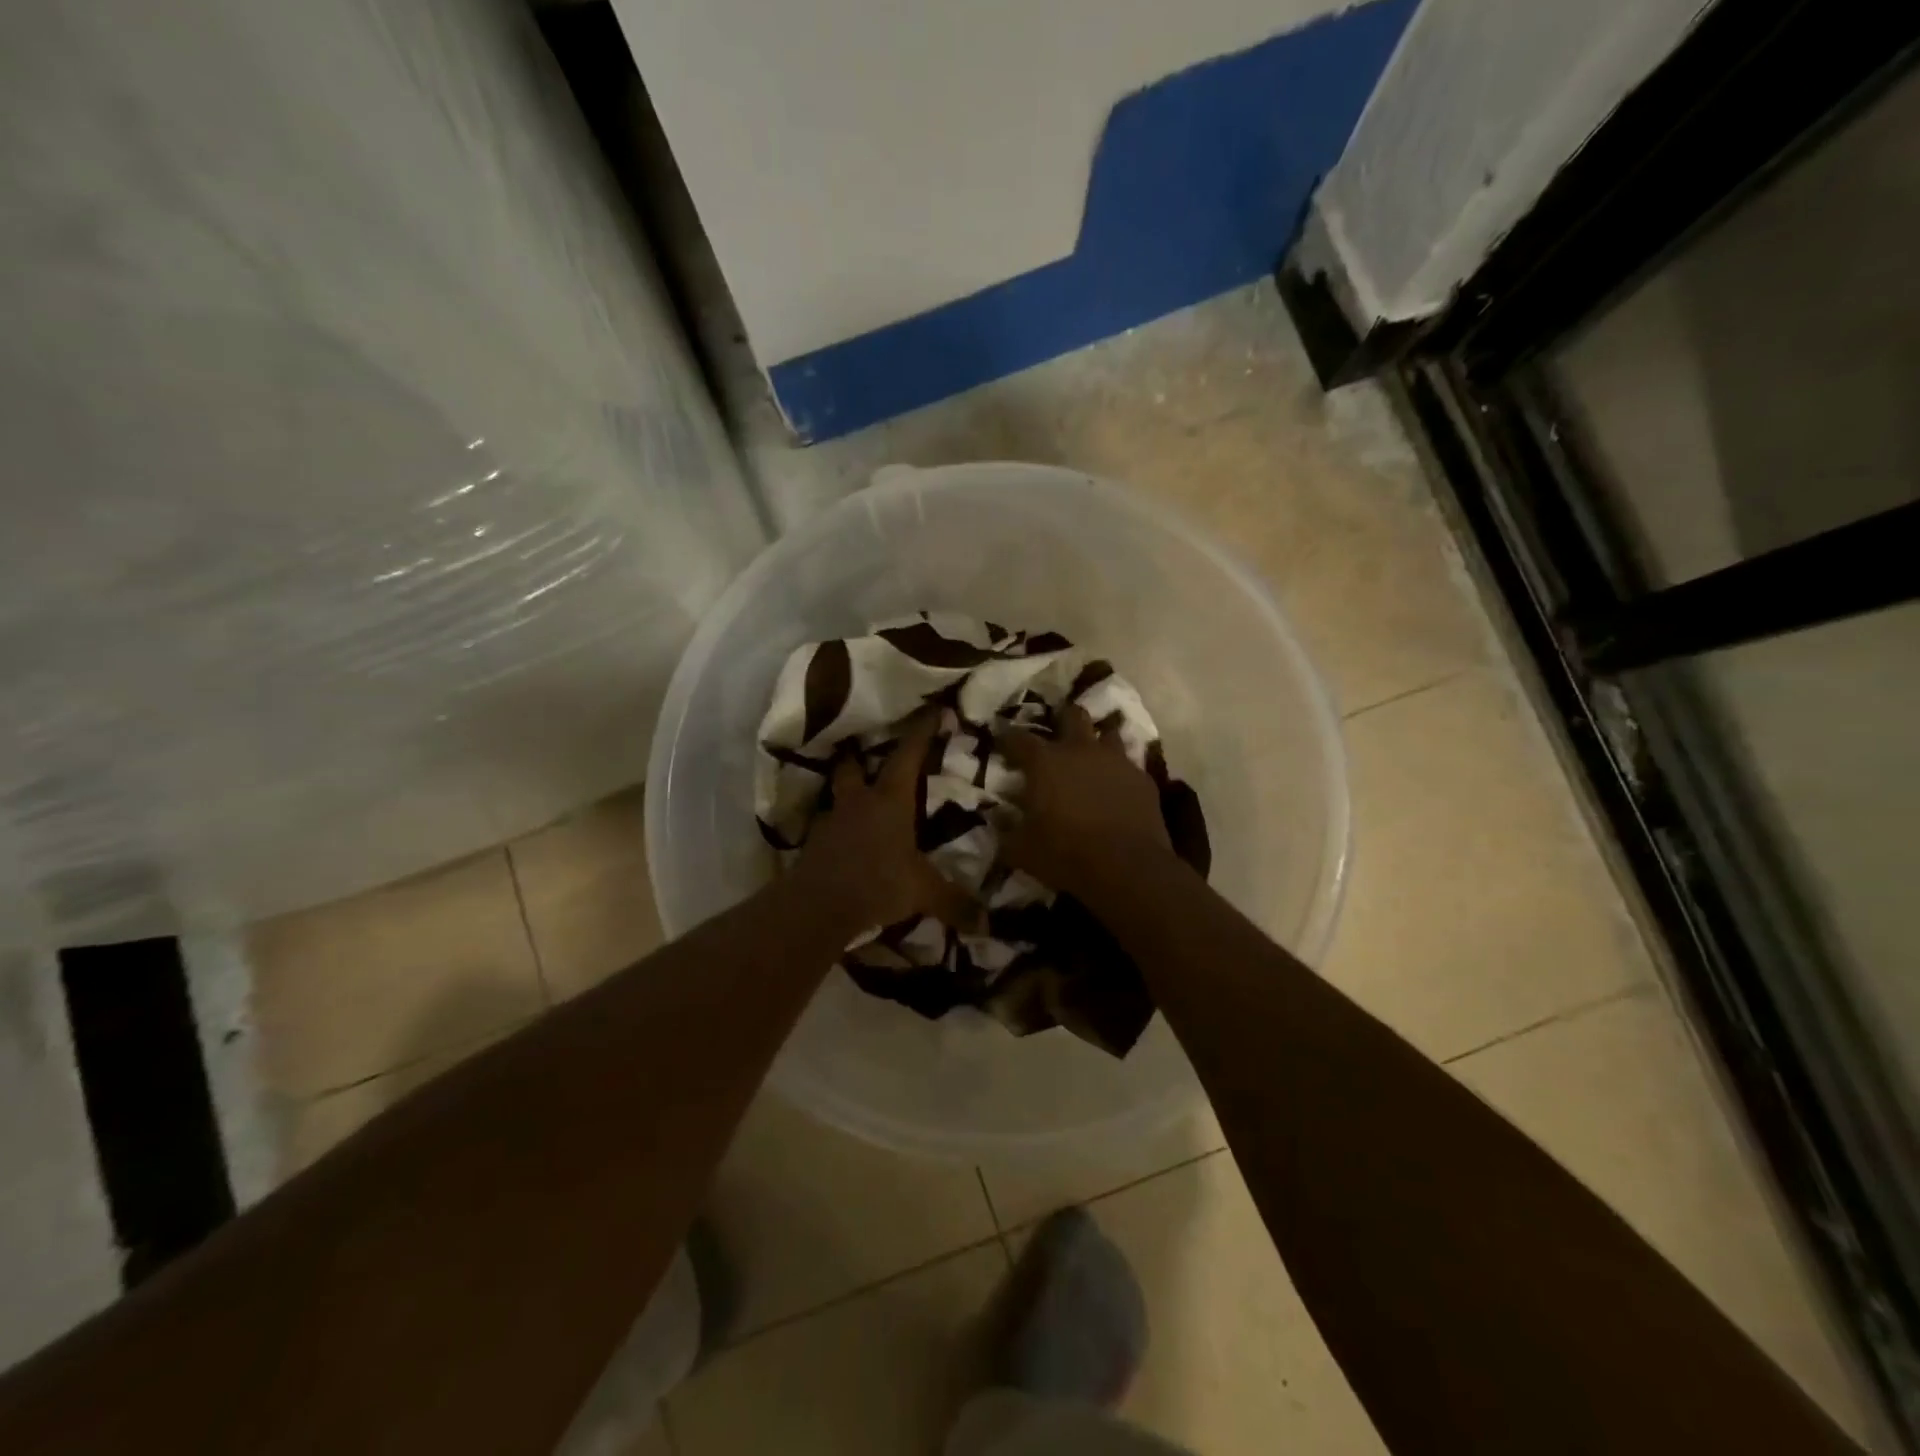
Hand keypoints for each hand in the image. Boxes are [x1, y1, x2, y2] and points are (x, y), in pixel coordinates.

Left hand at [791, 712, 980, 930]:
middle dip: (860, 757)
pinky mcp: (815, 845)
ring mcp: (832, 822)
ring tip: (859, 802)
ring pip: (838, 797)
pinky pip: (829, 828)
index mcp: (890, 801)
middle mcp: (859, 802)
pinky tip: (848, 842)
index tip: (933, 709)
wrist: (818, 906)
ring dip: (848, 796)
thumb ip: (954, 902)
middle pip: (853, 767)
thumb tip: (987, 923)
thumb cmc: (877, 883)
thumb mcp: (922, 892)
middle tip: (867, 753)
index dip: (921, 732)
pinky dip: (839, 829)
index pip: (908, 756)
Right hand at [1001, 704, 1172, 899]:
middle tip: (1056, 734)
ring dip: (1097, 742)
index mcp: (1045, 762)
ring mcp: (1116, 761)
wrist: (1127, 868)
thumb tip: (998, 819)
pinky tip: (1116, 788)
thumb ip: (1006, 830)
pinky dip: (1118, 772)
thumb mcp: (1021, 849)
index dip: (1007, 738)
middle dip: (1062, 719)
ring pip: (1107, 734)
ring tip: (1090, 758)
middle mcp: (1081, 750)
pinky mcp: (1143, 779)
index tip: (1001, 741)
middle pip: (1072, 715)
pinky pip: (1128, 765)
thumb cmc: (1066, 854)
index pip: (1018, 738)